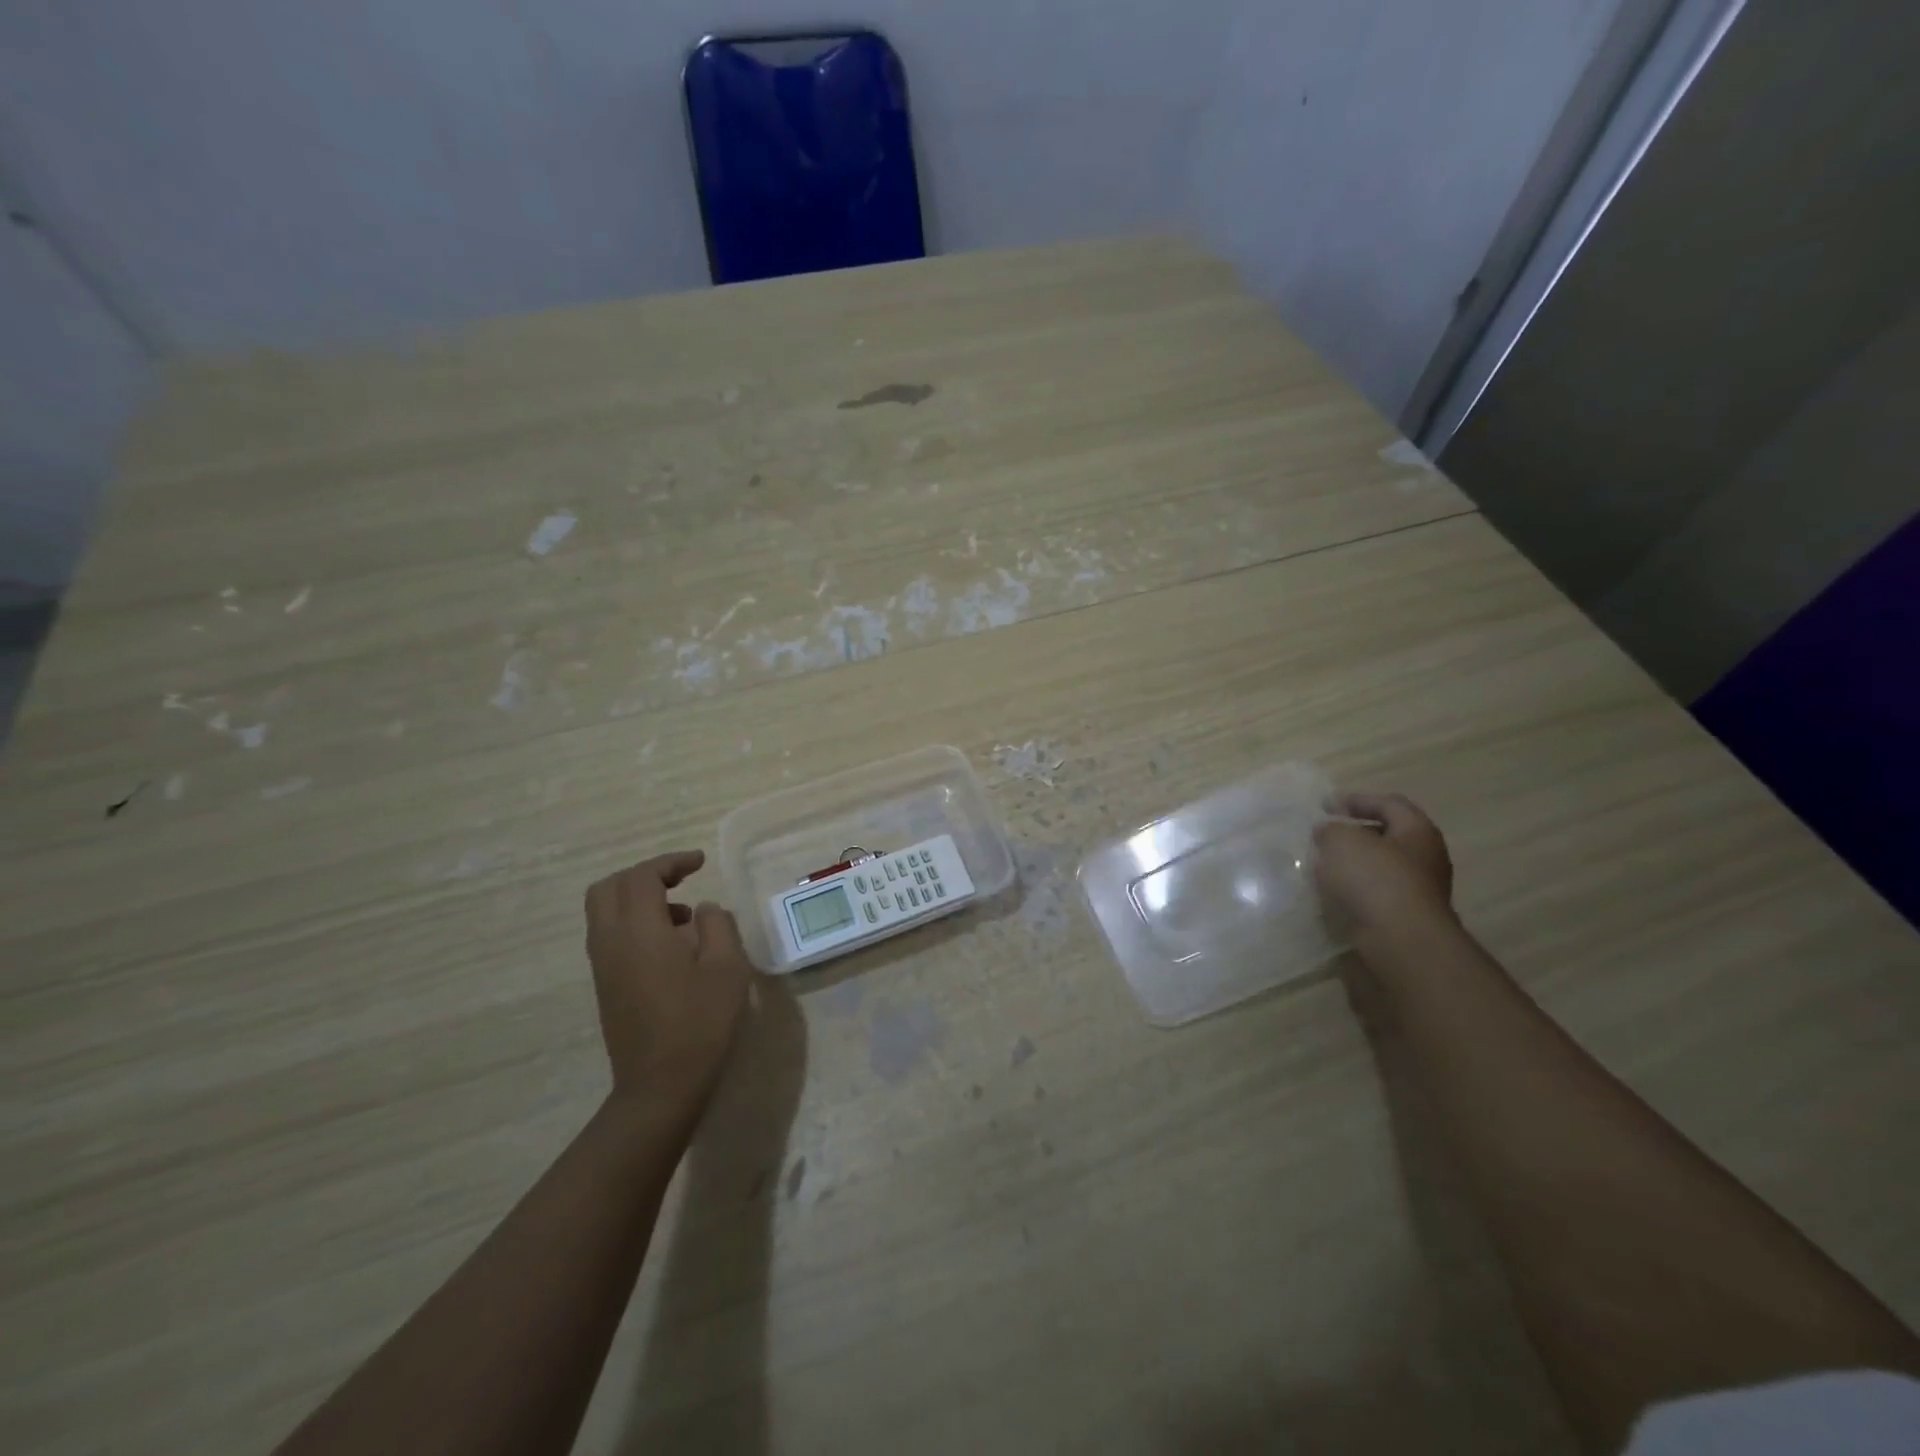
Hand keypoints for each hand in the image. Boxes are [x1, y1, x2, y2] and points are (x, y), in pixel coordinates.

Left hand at [584, 850, 752, 1128]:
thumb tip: (704, 909)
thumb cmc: (700, 1023)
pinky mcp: (605, 985)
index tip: (700, 862)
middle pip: (610, 887)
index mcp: (640, 931)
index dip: (670, 862)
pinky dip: (633, 922)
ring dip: (638, 899)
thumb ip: (717, 926)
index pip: (642, 876)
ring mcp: (603, 965)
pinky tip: (670, 944)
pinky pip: (609, 934)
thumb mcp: (727, 968)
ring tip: (683, 915)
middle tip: (681, 879)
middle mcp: (611, 941)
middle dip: (644, 874)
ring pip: (604, 911)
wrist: (660, 1086)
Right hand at [1313, 793, 1455, 940]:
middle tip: (1322, 834)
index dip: (1357, 800)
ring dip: (1351, 864)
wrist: (1400, 941)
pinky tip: (1330, 892)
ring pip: (1378, 867)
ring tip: (1320, 863)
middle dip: (1353, 833)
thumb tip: (1327, 831)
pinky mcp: (1403, 917)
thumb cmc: (1375, 879)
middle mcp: (1424, 858)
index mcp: (1418, 831)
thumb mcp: (1342, 841)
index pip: (1389, 804)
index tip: (1325, 805)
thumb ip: (1330, 829)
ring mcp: (1417, 890)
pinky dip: (1353, 889)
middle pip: (1386, 836)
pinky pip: (1374, 894)